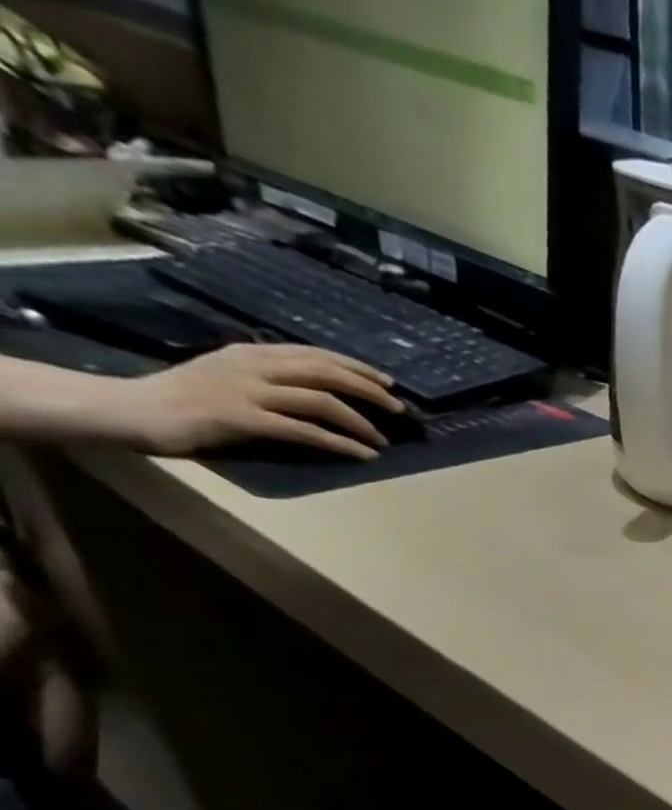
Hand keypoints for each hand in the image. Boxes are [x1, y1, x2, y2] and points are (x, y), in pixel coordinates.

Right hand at [103, 345, 402, 459]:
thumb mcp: (232, 376)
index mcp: (252, 354)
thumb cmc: (188, 398)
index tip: (388, 381)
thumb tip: (319, 387)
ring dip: (360, 422)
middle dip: (368, 389)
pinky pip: (304, 431)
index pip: (315, 354)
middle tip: (399, 408)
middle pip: (324, 371)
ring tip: (384, 439)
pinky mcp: (243, 419)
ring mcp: (247, 391)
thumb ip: (271, 377)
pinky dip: (340, 444)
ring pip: (320, 401)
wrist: (134, 409)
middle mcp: (252, 366)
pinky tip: (363, 455)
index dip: (355, 366)